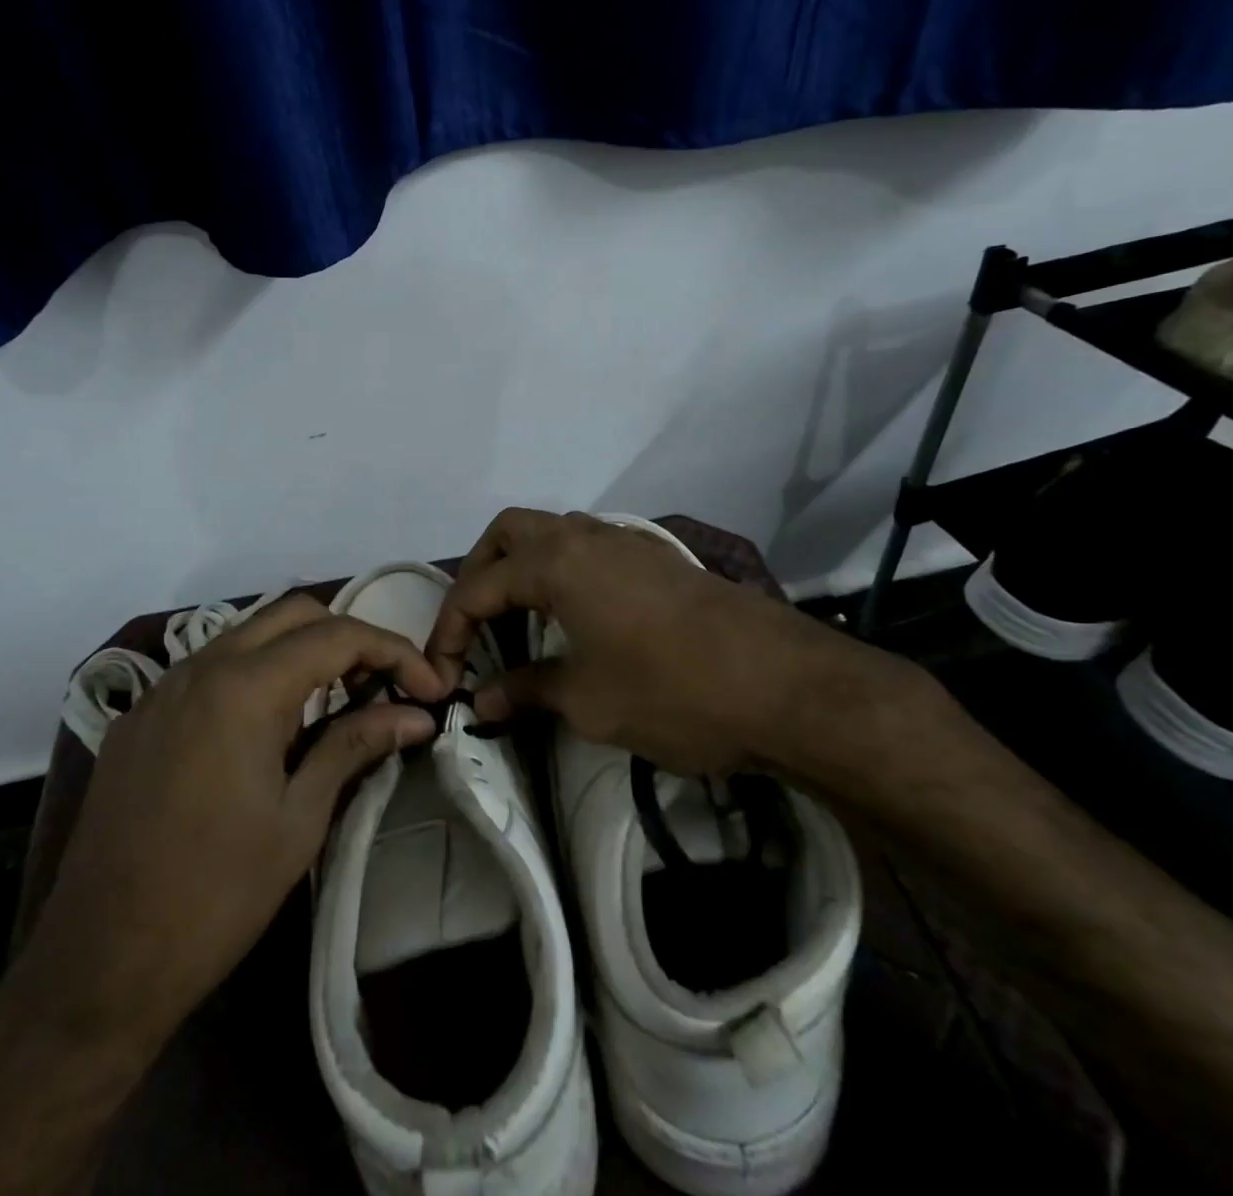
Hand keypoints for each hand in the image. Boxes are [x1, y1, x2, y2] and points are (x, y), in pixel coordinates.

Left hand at [13, 594, 445, 1055]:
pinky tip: (269, 729)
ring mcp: (163, 689)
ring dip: (300, 653)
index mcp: (244, 686)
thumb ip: (355, 746)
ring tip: (335, 704)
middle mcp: (200, 667)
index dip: (394, 652)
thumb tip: (415, 715)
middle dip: (348, 638)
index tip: (428, 689)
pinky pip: (210, 668)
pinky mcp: (140, 718)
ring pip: (248, 634)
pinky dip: (255, 675)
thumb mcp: (299, 819)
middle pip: (292, 614)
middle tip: (381, 688)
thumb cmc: (216, 896)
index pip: (337, 635)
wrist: (98, 965)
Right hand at [426, 508, 940, 790]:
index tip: (445, 675)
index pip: (479, 587)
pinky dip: (562, 571)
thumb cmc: (673, 692)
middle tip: (476, 624)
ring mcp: (627, 543)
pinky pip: (589, 548)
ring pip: (553, 532)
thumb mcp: (589, 701)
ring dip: (523, 566)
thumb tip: (482, 700)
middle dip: (480, 573)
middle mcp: (586, 537)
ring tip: (519, 620)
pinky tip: (574, 618)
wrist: (787, 686)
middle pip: (509, 532)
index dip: (451, 630)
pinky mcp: (658, 560)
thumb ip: (528, 691)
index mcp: (557, 563)